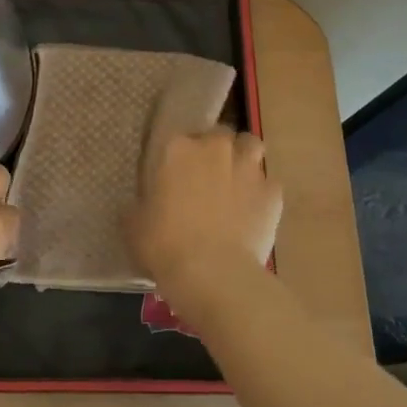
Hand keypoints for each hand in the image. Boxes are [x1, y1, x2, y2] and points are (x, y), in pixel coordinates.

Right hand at [125, 130, 282, 317]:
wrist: (213, 273)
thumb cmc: (164, 244)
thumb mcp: (134, 223)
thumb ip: (138, 205)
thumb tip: (140, 204)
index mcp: (177, 148)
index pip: (177, 133)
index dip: (178, 152)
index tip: (173, 170)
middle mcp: (215, 148)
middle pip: (218, 134)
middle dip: (214, 149)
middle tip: (205, 175)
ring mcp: (248, 168)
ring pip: (251, 146)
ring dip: (243, 158)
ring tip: (235, 182)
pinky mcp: (273, 193)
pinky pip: (268, 184)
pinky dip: (261, 193)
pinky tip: (252, 213)